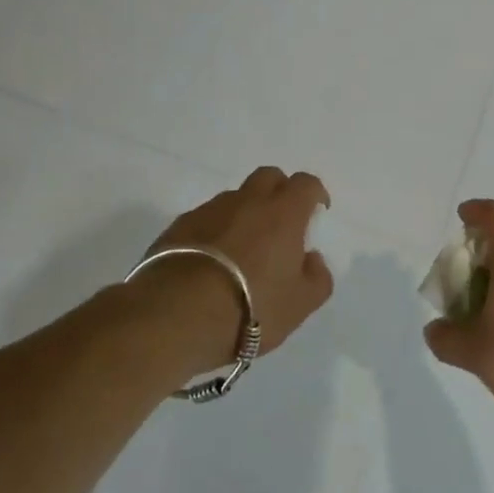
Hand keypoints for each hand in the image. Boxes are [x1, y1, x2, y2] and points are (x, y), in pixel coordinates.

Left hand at [128, 166, 333, 376]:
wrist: (176, 315)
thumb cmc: (251, 307)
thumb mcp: (300, 304)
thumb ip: (317, 278)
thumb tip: (312, 259)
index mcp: (284, 213)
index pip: (306, 184)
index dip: (314, 194)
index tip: (317, 211)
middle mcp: (248, 201)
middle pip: (269, 177)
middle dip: (279, 191)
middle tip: (280, 222)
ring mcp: (210, 211)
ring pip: (234, 198)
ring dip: (244, 213)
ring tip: (241, 249)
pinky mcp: (178, 227)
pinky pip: (204, 219)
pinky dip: (213, 231)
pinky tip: (209, 261)